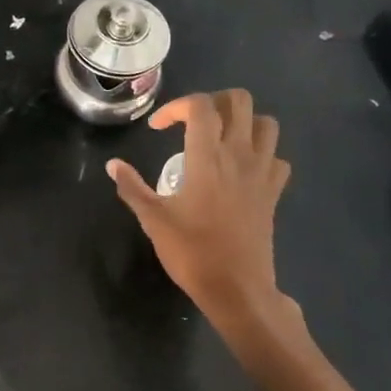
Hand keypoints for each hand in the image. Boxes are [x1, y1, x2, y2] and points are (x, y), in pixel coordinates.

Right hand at [107, 90, 290, 323]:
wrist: (237, 288)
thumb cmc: (192, 253)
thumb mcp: (153, 220)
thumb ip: (132, 187)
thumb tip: (113, 164)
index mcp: (207, 157)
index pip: (200, 107)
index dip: (175, 107)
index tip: (157, 128)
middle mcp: (239, 155)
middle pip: (238, 101)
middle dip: (213, 102)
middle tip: (191, 122)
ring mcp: (262, 173)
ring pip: (266, 123)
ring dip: (243, 121)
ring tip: (220, 137)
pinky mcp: (274, 192)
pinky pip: (277, 158)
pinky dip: (263, 154)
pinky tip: (243, 169)